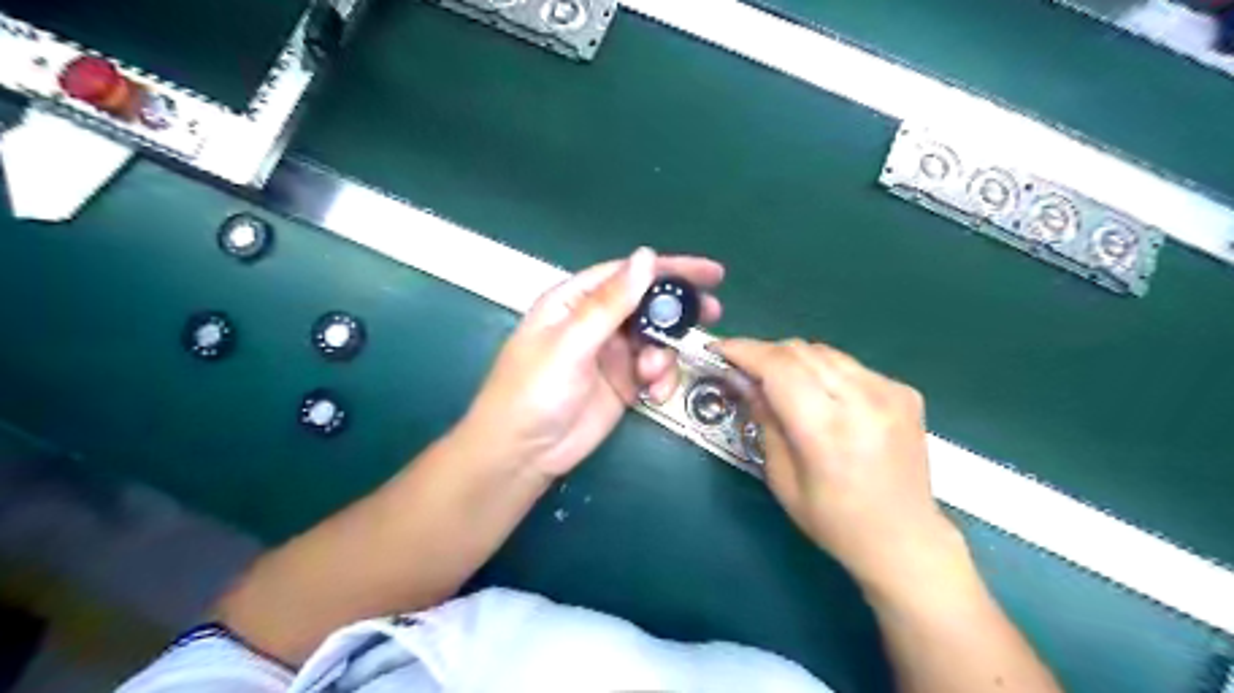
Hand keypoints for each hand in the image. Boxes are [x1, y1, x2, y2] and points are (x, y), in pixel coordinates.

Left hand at [467, 248, 724, 480]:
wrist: (523, 454)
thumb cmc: (534, 390)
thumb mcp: (572, 343)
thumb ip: (611, 302)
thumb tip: (646, 256)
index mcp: (575, 301)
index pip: (628, 274)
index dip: (670, 269)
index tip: (711, 273)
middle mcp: (595, 322)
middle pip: (647, 304)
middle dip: (678, 310)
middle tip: (712, 313)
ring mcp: (611, 354)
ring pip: (655, 340)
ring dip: (664, 354)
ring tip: (651, 375)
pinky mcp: (623, 383)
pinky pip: (654, 371)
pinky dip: (661, 380)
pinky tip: (653, 395)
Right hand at [714, 338, 961, 587]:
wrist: (905, 539)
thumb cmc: (834, 521)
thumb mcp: (782, 478)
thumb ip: (764, 419)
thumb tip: (742, 378)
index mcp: (827, 431)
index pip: (779, 368)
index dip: (744, 351)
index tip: (719, 348)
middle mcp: (863, 401)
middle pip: (800, 351)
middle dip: (764, 353)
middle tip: (743, 369)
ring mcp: (889, 392)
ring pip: (824, 352)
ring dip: (793, 359)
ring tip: (777, 381)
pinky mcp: (904, 391)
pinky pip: (849, 365)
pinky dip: (823, 371)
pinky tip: (820, 396)